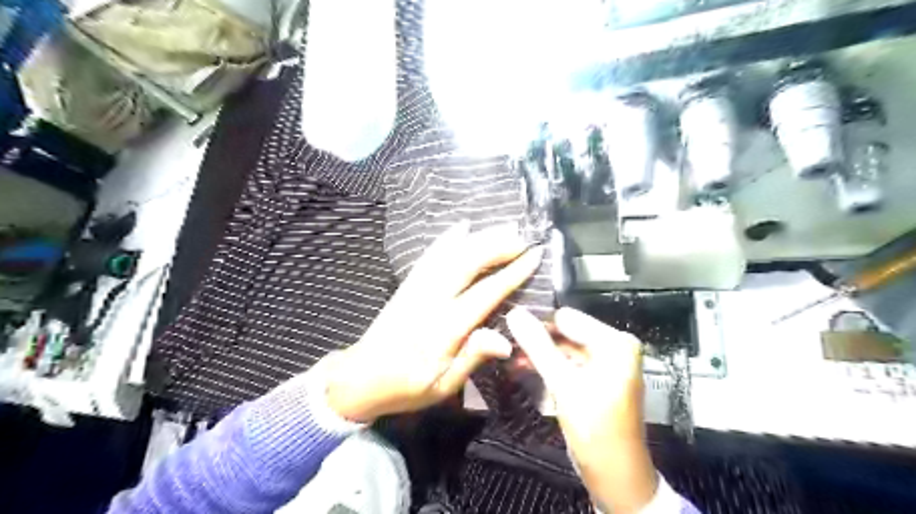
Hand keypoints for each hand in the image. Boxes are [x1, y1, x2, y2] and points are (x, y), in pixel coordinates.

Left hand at [325, 224, 542, 423]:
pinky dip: (447, 239)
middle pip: (467, 263)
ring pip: (450, 254)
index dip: (513, 272)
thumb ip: (472, 358)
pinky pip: (429, 256)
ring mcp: (417, 288)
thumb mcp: (442, 386)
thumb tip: (508, 341)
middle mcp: (431, 300)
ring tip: (504, 227)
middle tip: (523, 237)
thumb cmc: (406, 387)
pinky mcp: (407, 284)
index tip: (534, 255)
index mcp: (445, 328)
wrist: (360, 377)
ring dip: (479, 238)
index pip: (486, 293)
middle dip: (498, 246)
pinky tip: (462, 226)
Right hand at [509, 307, 658, 512]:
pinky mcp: (596, 377)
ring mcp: (605, 362)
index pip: (567, 317)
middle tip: (505, 344)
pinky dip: (548, 365)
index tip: (510, 331)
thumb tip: (514, 313)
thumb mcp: (563, 384)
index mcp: (615, 342)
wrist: (616, 475)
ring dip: (538, 353)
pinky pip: (568, 362)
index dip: (538, 324)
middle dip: (537, 340)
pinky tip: (523, 367)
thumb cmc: (595, 428)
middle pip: (566, 332)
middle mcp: (614, 346)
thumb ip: (538, 346)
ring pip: (564, 347)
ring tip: (509, 358)